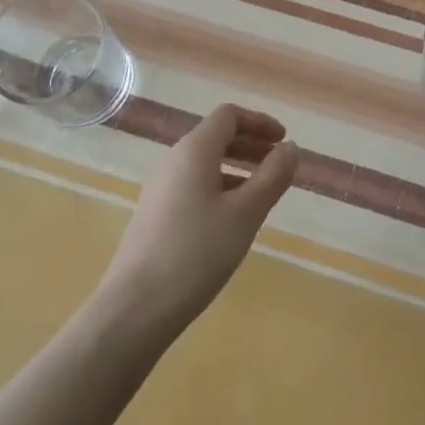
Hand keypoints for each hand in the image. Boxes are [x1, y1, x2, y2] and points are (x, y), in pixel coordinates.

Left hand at [98, 105, 298, 337]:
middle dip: (250, 144)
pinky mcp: (154, 215)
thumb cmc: (196, 252)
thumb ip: (272, 176)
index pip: (229, 116)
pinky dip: (220, 187)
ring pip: (204, 163)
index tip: (283, 140)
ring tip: (262, 193)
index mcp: (194, 150)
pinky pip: (193, 185)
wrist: (134, 309)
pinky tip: (232, 219)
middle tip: (278, 163)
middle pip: (216, 136)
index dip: (259, 122)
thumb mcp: (246, 213)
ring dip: (236, 167)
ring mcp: (160, 189)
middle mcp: (173, 160)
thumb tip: (290, 148)